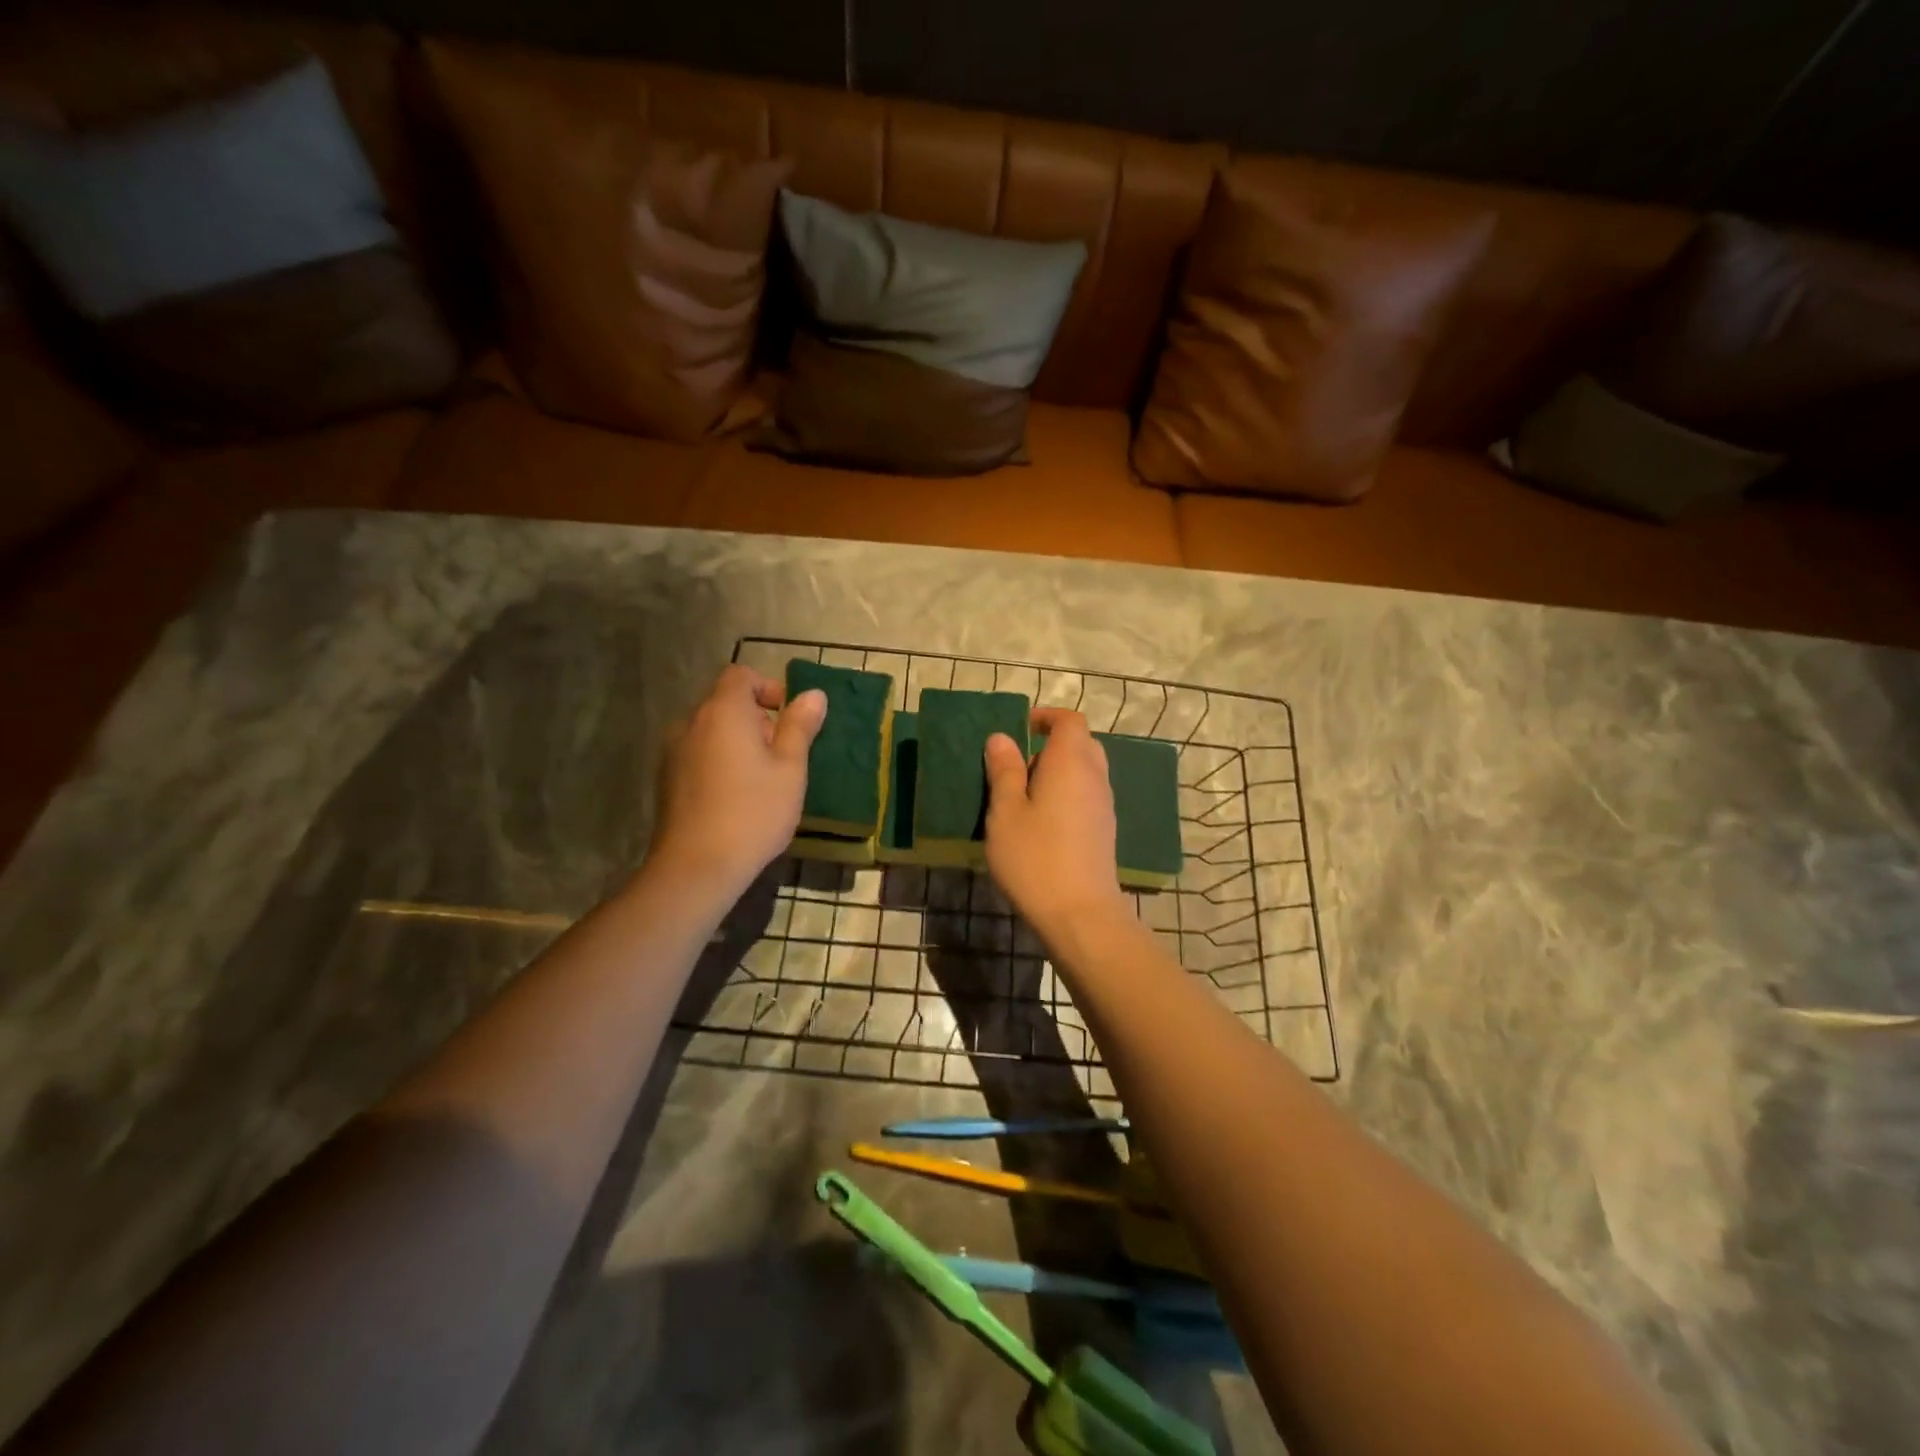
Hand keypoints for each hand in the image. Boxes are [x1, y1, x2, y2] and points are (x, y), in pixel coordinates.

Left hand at [647, 665, 826, 897]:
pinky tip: (735, 797)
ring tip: (761, 779)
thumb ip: (800, 726)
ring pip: (711, 731)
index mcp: (722, 712)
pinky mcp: (666, 780)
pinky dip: (719, 761)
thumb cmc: (753, 811)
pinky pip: (698, 754)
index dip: (768, 687)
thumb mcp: (790, 768)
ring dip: (737, 742)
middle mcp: (690, 722)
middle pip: (725, 703)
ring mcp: (673, 752)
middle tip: (782, 755)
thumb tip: (813, 694)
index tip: (788, 718)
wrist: (696, 866)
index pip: (740, 675)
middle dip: (756, 719)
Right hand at [983, 707, 1130, 937]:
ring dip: (1057, 774)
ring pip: (1084, 773)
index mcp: (1071, 762)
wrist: (1080, 914)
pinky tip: (1041, 824)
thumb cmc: (1035, 857)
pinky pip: (1086, 797)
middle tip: (1017, 766)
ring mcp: (1104, 806)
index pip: (1069, 721)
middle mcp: (1095, 777)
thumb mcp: (1006, 811)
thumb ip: (1004, 771)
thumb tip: (1001, 738)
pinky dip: (1066, 796)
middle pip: (1080, 745)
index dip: (1046, 717)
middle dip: (1050, 746)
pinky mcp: (1104, 831)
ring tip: (1023, 798)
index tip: (1020, 727)